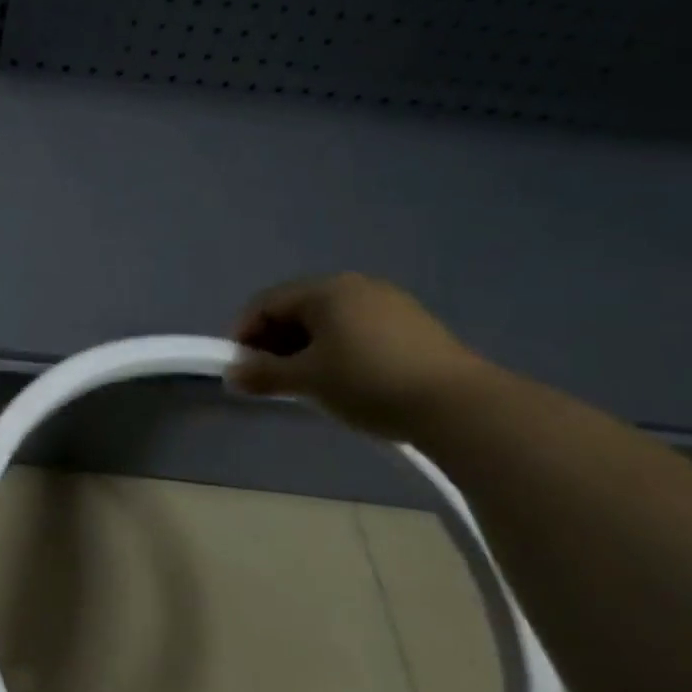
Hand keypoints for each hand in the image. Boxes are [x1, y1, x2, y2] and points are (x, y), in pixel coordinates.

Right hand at [228, 273, 489, 439]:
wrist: (459, 406)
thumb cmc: (368, 382)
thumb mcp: (307, 380)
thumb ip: (263, 375)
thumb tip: (232, 375)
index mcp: (325, 290)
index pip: (265, 303)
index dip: (243, 333)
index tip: (238, 368)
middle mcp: (355, 286)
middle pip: (297, 309)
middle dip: (274, 342)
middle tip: (268, 378)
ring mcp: (389, 303)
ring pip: (328, 321)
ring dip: (304, 348)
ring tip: (305, 383)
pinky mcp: (413, 325)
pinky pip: (357, 329)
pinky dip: (336, 350)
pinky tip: (343, 379)